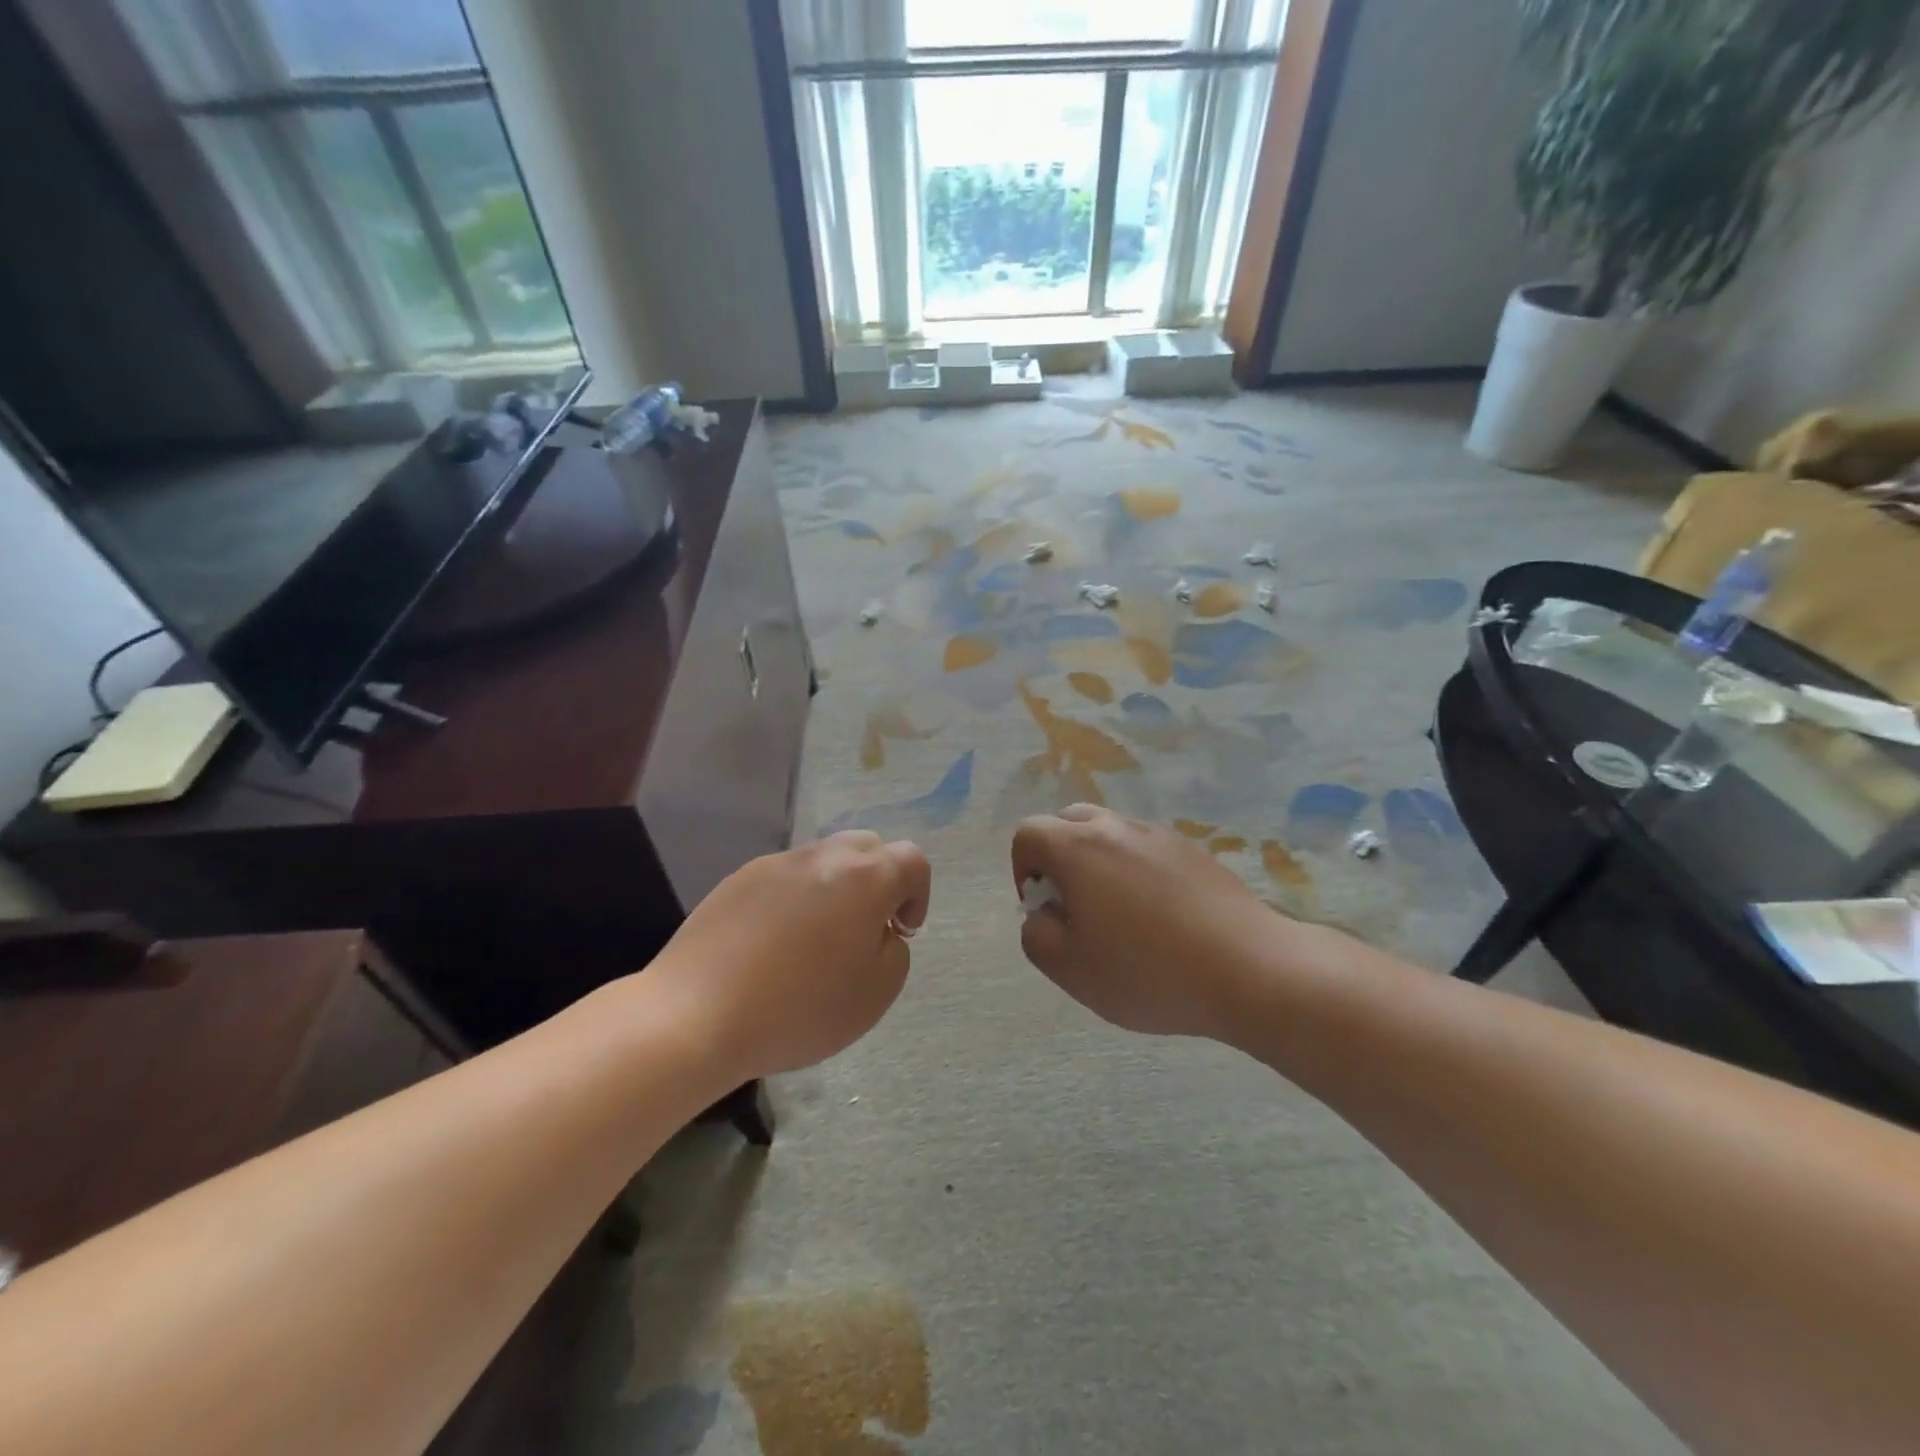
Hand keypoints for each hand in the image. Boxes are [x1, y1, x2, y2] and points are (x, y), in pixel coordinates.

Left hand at [652, 832, 930, 1080]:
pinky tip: (772, 945)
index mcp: (864, 878)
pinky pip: (783, 878)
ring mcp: (775, 864)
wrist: (696, 1014)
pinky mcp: (737, 879)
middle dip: (878, 881)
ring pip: (823, 861)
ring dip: (834, 890)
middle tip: (865, 929)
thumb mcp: (875, 994)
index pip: (912, 860)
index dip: (918, 894)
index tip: (900, 932)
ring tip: (815, 941)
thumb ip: (893, 952)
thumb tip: (878, 931)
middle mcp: (822, 857)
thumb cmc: (798, 1008)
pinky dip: (793, 900)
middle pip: (867, 848)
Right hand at [1012, 806, 1271, 1039]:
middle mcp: (1116, 828)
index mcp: (1078, 848)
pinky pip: (1147, 849)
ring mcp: (1160, 835)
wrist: (1250, 969)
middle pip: (1068, 822)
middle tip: (1074, 906)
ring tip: (1119, 915)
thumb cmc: (1149, 972)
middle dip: (1058, 858)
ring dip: (1098, 863)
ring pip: (1110, 833)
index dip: (1022, 869)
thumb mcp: (1072, 970)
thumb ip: (1036, 936)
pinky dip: (1137, 870)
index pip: (1028, 833)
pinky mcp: (1194, 850)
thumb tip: (1042, 914)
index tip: (1044, 908)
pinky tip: (1160, 917)